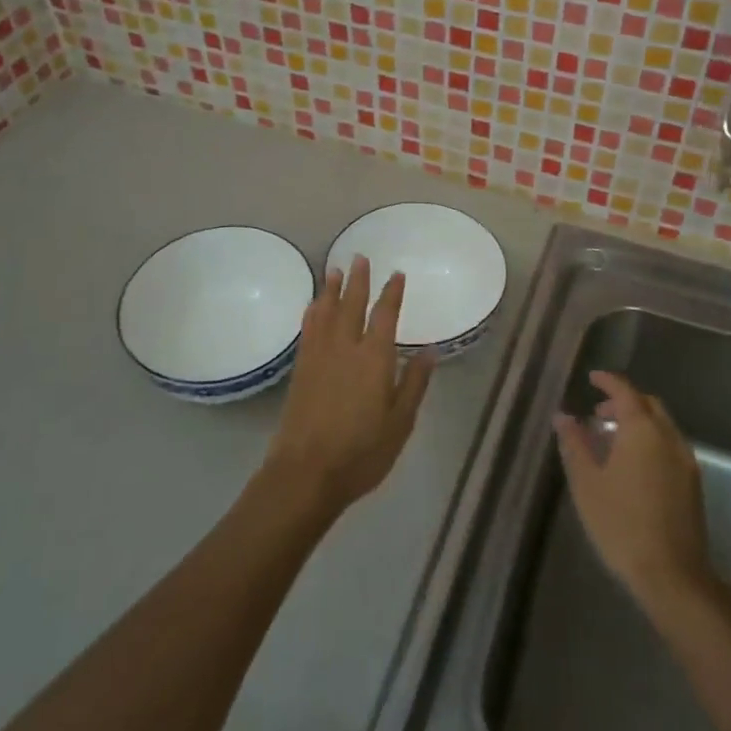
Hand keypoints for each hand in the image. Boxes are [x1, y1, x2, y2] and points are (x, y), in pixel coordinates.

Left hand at [263, 255, 435, 519]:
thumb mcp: (400, 423)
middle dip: (358, 281)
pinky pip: (308, 331)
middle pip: (351, 306)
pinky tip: (313, 306)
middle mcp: (345, 349)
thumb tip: (430, 351)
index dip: (392, 294)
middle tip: (360, 257)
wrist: (305, 473)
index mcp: (373, 359)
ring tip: (334, 270)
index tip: (397, 274)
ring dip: (331, 290)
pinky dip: (312, 313)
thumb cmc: (361, 452)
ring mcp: (319, 358)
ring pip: (326, 313)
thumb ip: (414, 384)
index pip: (384, 316)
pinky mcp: (300, 370)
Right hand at [554, 372, 716, 616]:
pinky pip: (670, 445)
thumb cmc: (621, 524)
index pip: (625, 391)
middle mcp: (669, 437)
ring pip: (662, 425)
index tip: (592, 378)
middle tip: (599, 413)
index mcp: (642, 430)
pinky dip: (651, 440)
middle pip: (648, 404)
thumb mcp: (587, 483)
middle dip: (624, 401)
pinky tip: (633, 465)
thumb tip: (563, 416)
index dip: (608, 381)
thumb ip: (575, 444)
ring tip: (613, 440)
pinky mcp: (693, 483)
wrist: (672, 575)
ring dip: (639, 422)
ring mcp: (685, 460)